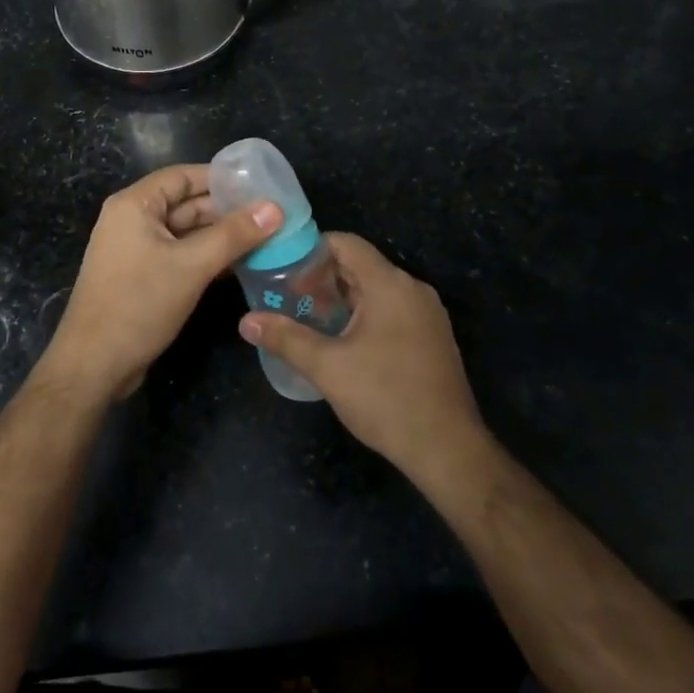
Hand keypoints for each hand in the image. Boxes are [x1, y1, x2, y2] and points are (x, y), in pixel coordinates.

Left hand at [39, 164, 280, 402]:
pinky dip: (207, 257)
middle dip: (226, 210)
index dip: (221, 178)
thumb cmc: (139, 304)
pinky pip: (180, 255)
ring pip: (186, 233)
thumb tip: (275, 208)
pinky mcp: (142, 276)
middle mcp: (132, 220)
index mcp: (134, 205)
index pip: (183, 176)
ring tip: (265, 238)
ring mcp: (136, 250)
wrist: (94, 365)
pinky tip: (240, 264)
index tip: (260, 183)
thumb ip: (234, 235)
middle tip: (271, 215)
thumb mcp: (192, 266)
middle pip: (186, 204)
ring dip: (220, 236)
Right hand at [240, 234, 486, 483]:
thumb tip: (245, 321)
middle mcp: (412, 289)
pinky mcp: (433, 337)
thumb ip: (285, 338)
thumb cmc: (385, 398)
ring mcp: (427, 314)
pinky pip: (392, 310)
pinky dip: (364, 315)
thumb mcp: (327, 368)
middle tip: (289, 297)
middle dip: (322, 278)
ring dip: (342, 298)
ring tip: (309, 319)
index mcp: (390, 284)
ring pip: (376, 290)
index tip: (283, 269)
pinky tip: (343, 342)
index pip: (346, 243)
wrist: (447, 449)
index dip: (311, 249)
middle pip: (360, 265)